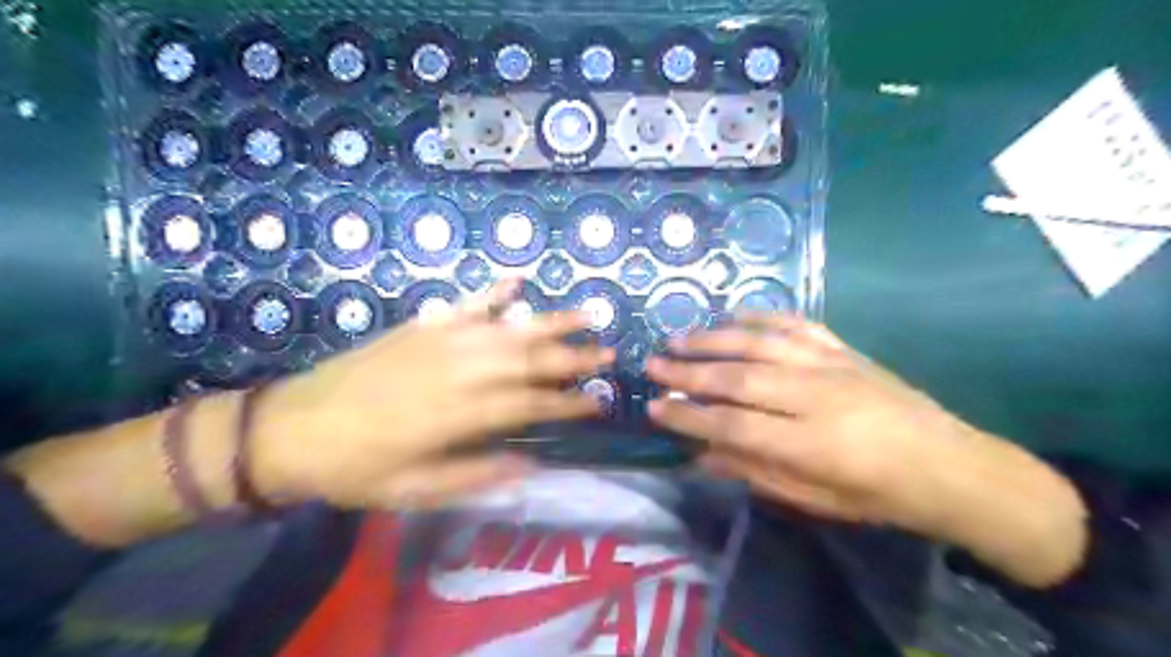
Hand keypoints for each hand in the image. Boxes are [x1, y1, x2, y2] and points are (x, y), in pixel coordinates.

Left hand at [256, 280, 612, 509]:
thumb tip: (532, 465)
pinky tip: (519, 280)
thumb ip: (477, 476)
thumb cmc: (357, 469)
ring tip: (587, 313)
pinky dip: (496, 291)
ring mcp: (442, 341)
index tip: (600, 400)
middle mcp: (460, 371)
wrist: (292, 429)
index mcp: (460, 415)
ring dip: (552, 320)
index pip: (532, 405)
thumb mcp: (415, 491)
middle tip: (610, 352)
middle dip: (575, 357)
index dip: (570, 403)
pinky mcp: (423, 326)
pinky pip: (468, 303)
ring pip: (510, 327)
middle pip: (531, 360)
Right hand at [646, 317, 955, 525]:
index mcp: (811, 444)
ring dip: (713, 339)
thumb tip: (700, 455)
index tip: (653, 408)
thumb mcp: (814, 500)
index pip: (732, 425)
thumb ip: (754, 471)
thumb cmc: (878, 495)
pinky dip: (760, 316)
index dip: (688, 418)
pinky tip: (732, 314)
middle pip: (738, 378)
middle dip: (688, 372)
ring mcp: (830, 365)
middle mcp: (816, 396)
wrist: (949, 465)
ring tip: (679, 338)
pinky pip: (796, 323)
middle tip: (652, 365)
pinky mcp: (843, 349)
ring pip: (760, 344)